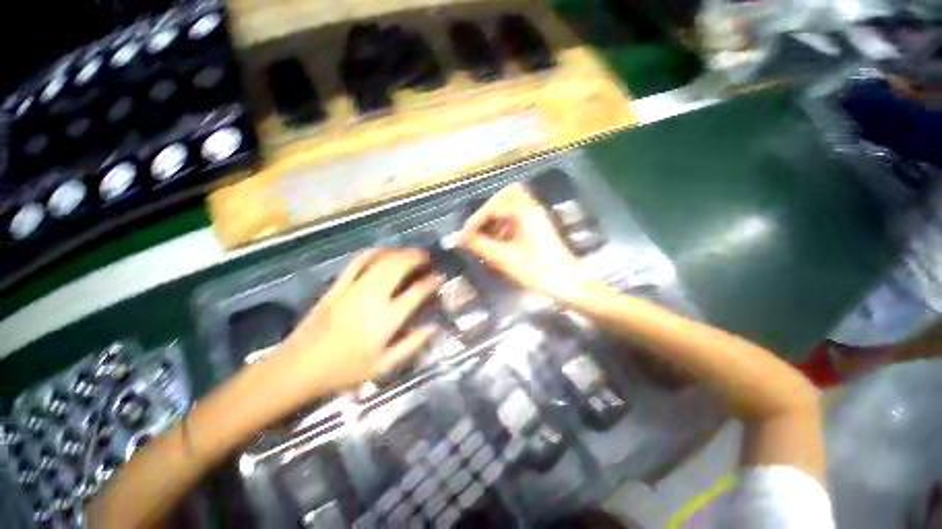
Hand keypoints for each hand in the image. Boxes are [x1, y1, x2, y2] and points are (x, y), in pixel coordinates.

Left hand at [273, 249, 442, 398]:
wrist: (299, 367)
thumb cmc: (344, 370)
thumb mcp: (383, 366)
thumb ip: (412, 345)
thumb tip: (434, 327)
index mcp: (385, 319)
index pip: (416, 292)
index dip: (431, 282)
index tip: (439, 277)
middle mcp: (372, 298)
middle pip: (398, 267)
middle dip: (417, 258)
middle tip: (428, 258)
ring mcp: (353, 288)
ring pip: (380, 260)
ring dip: (399, 253)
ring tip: (411, 252)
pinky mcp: (338, 286)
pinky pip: (357, 262)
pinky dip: (373, 253)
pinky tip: (382, 252)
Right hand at [459, 183, 586, 302]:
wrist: (566, 283)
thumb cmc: (536, 270)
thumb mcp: (503, 257)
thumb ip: (479, 244)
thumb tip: (458, 237)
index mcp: (525, 212)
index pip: (493, 207)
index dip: (476, 220)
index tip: (464, 235)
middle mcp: (532, 209)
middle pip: (509, 194)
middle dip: (489, 208)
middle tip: (477, 226)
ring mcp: (538, 217)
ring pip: (514, 205)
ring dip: (497, 217)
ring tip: (486, 235)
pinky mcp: (539, 228)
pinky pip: (519, 217)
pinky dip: (506, 224)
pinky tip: (499, 241)